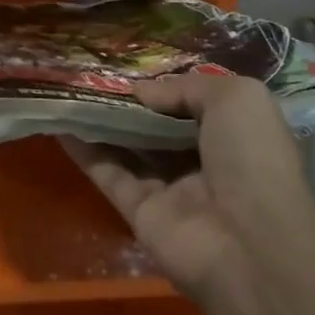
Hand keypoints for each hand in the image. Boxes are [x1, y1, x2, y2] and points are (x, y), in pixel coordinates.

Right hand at [61, 74, 314, 308]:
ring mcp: (169, 190)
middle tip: (89, 75)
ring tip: (67, 89)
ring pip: (127, 148)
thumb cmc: (253, 160)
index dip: (163, 89)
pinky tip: (61, 122)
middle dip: (127, 104)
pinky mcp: (139, 212)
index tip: (129, 70)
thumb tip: (142, 92)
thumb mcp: (237, 98)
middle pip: (155, 127)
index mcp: (233, 136)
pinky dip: (84, 150)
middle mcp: (201, 162)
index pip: (192, 106)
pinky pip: (108, 173)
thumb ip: (186, 87)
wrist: (251, 244)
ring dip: (100, 121)